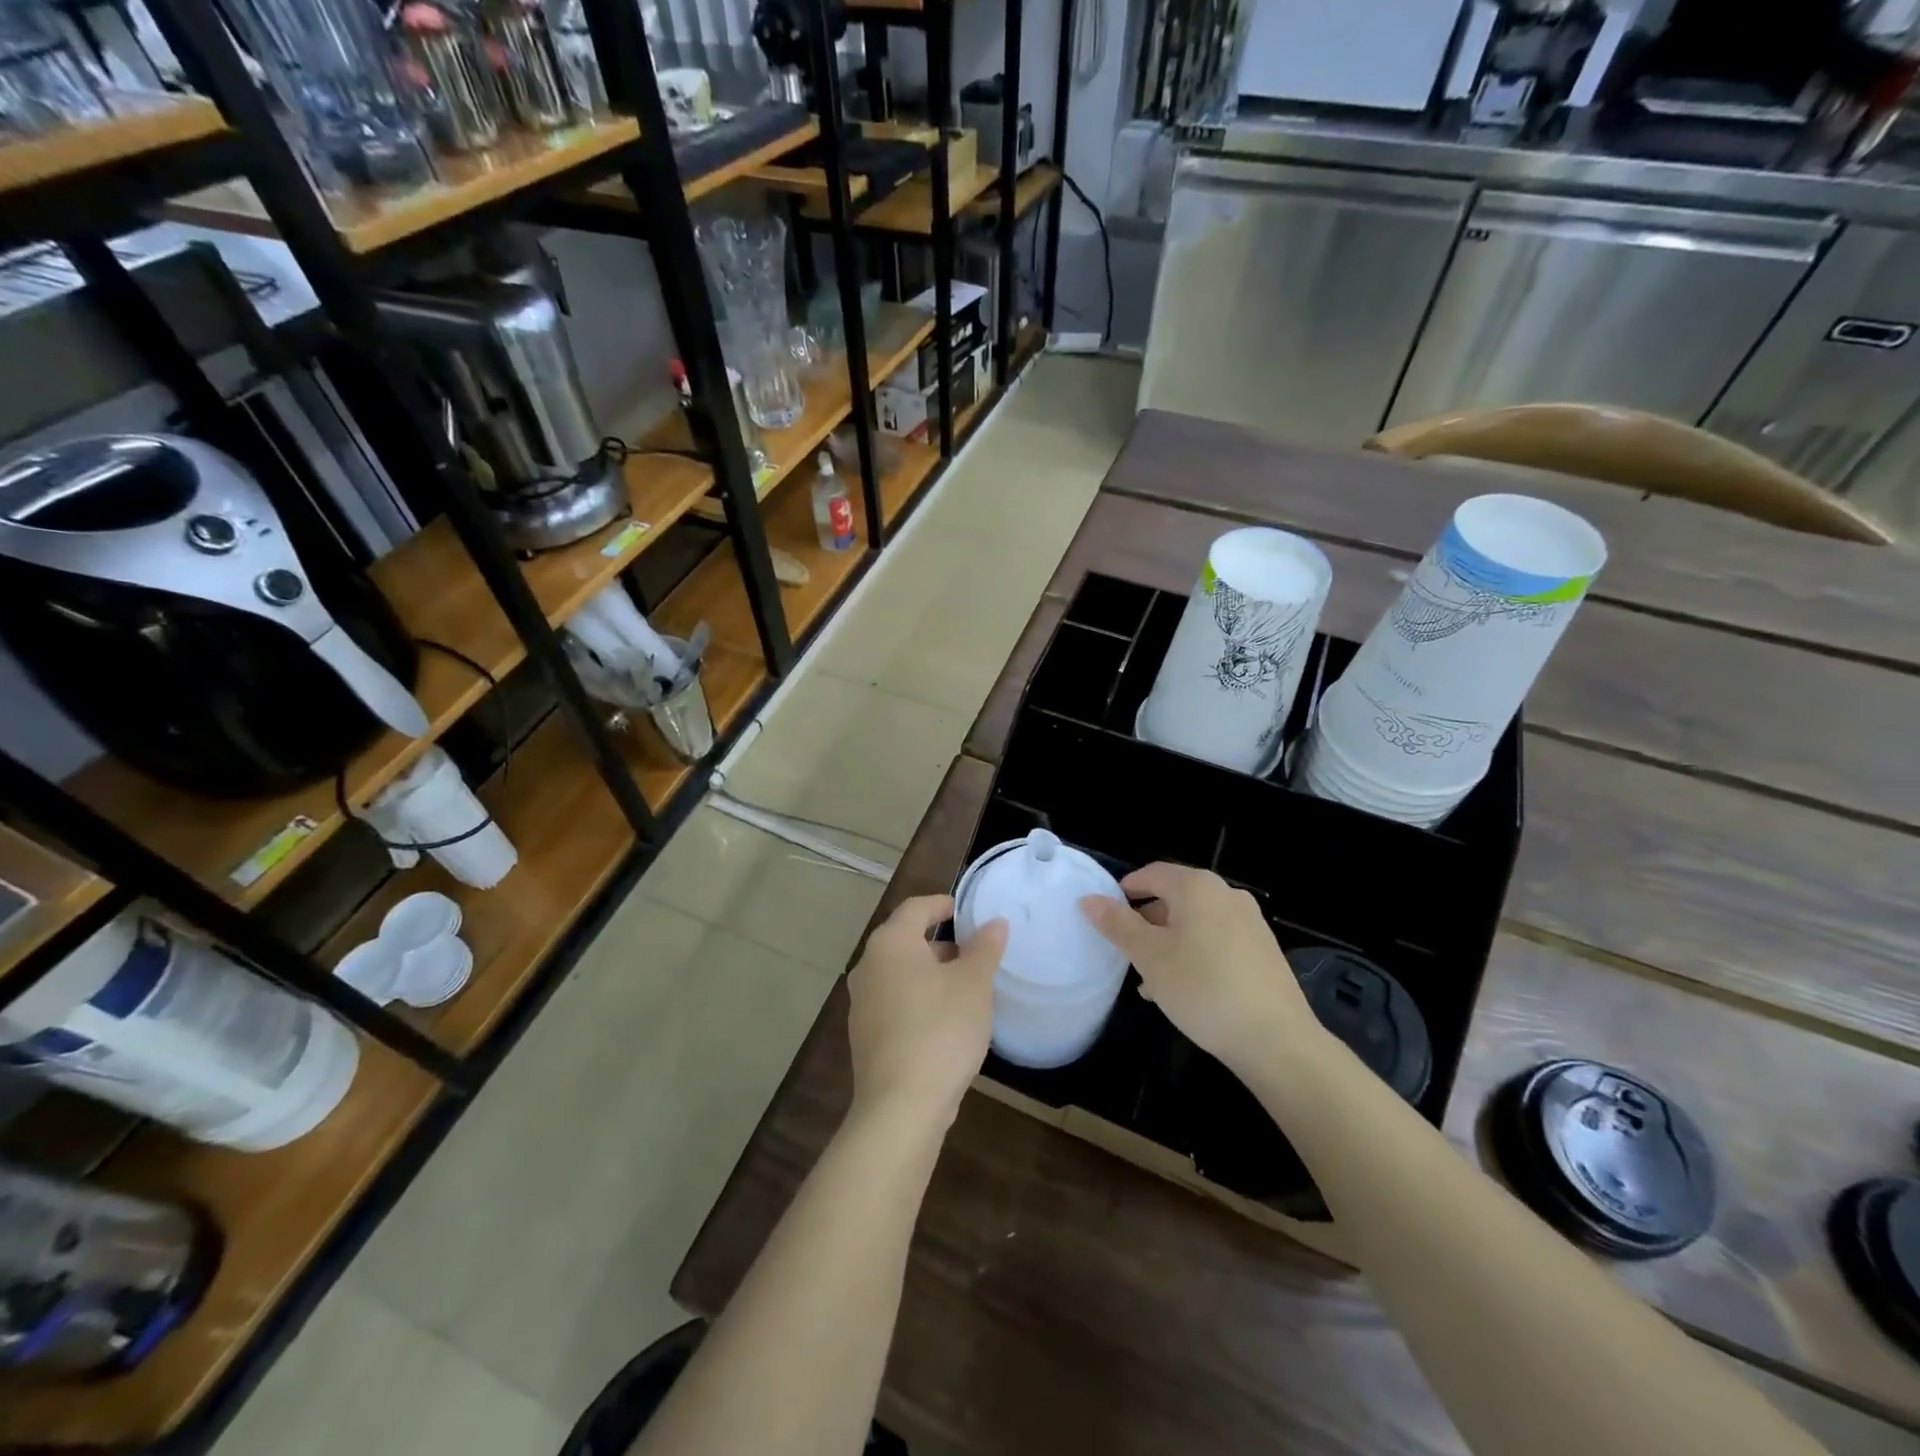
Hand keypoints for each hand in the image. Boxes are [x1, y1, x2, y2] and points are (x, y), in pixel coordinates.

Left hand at [847, 895, 1007, 1129]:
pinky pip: (895, 1003)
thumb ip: (985, 948)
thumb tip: (994, 923)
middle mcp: (868, 966)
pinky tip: (945, 1022)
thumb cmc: (941, 1029)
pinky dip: (918, 1000)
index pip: (916, 908)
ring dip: (930, 974)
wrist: (901, 1105)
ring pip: (900, 974)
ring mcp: (861, 1003)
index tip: (965, 910)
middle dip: (940, 943)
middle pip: (905, 940)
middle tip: (973, 952)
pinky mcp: (865, 1036)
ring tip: (965, 988)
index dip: (942, 904)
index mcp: (891, 943)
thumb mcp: (974, 984)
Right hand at [1080, 863, 1314, 1074]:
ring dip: (1169, 943)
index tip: (1106, 918)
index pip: (1151, 874)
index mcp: (1197, 887)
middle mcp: (1227, 894)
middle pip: (1175, 898)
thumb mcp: (1149, 956)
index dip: (1125, 891)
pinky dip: (1195, 955)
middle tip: (1126, 953)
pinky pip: (1217, 942)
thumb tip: (1089, 899)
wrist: (1276, 1040)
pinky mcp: (1264, 952)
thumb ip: (1117, 924)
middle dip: (1147, 923)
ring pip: (1195, 924)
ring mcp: (1250, 923)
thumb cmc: (1202, 987)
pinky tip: (1183, 990)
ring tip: (1150, 980)